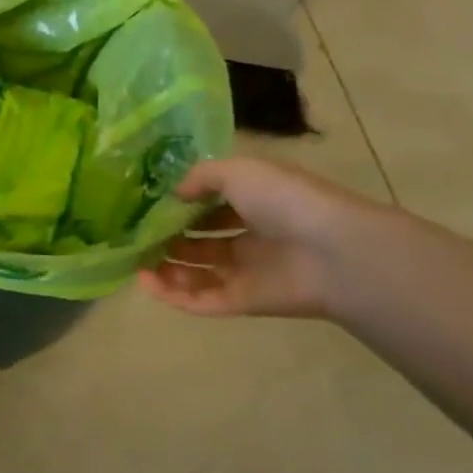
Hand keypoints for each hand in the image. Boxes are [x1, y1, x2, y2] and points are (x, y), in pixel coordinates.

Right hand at [138, 157, 381, 319]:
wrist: (334, 253)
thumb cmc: (286, 201)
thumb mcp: (239, 171)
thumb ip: (201, 177)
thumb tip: (174, 193)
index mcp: (255, 203)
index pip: (212, 206)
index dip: (182, 206)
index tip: (149, 207)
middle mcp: (250, 238)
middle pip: (202, 242)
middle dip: (170, 239)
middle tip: (139, 238)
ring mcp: (247, 272)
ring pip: (198, 273)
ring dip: (167, 269)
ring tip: (137, 263)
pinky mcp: (243, 302)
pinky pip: (202, 301)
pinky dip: (172, 296)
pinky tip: (146, 284)